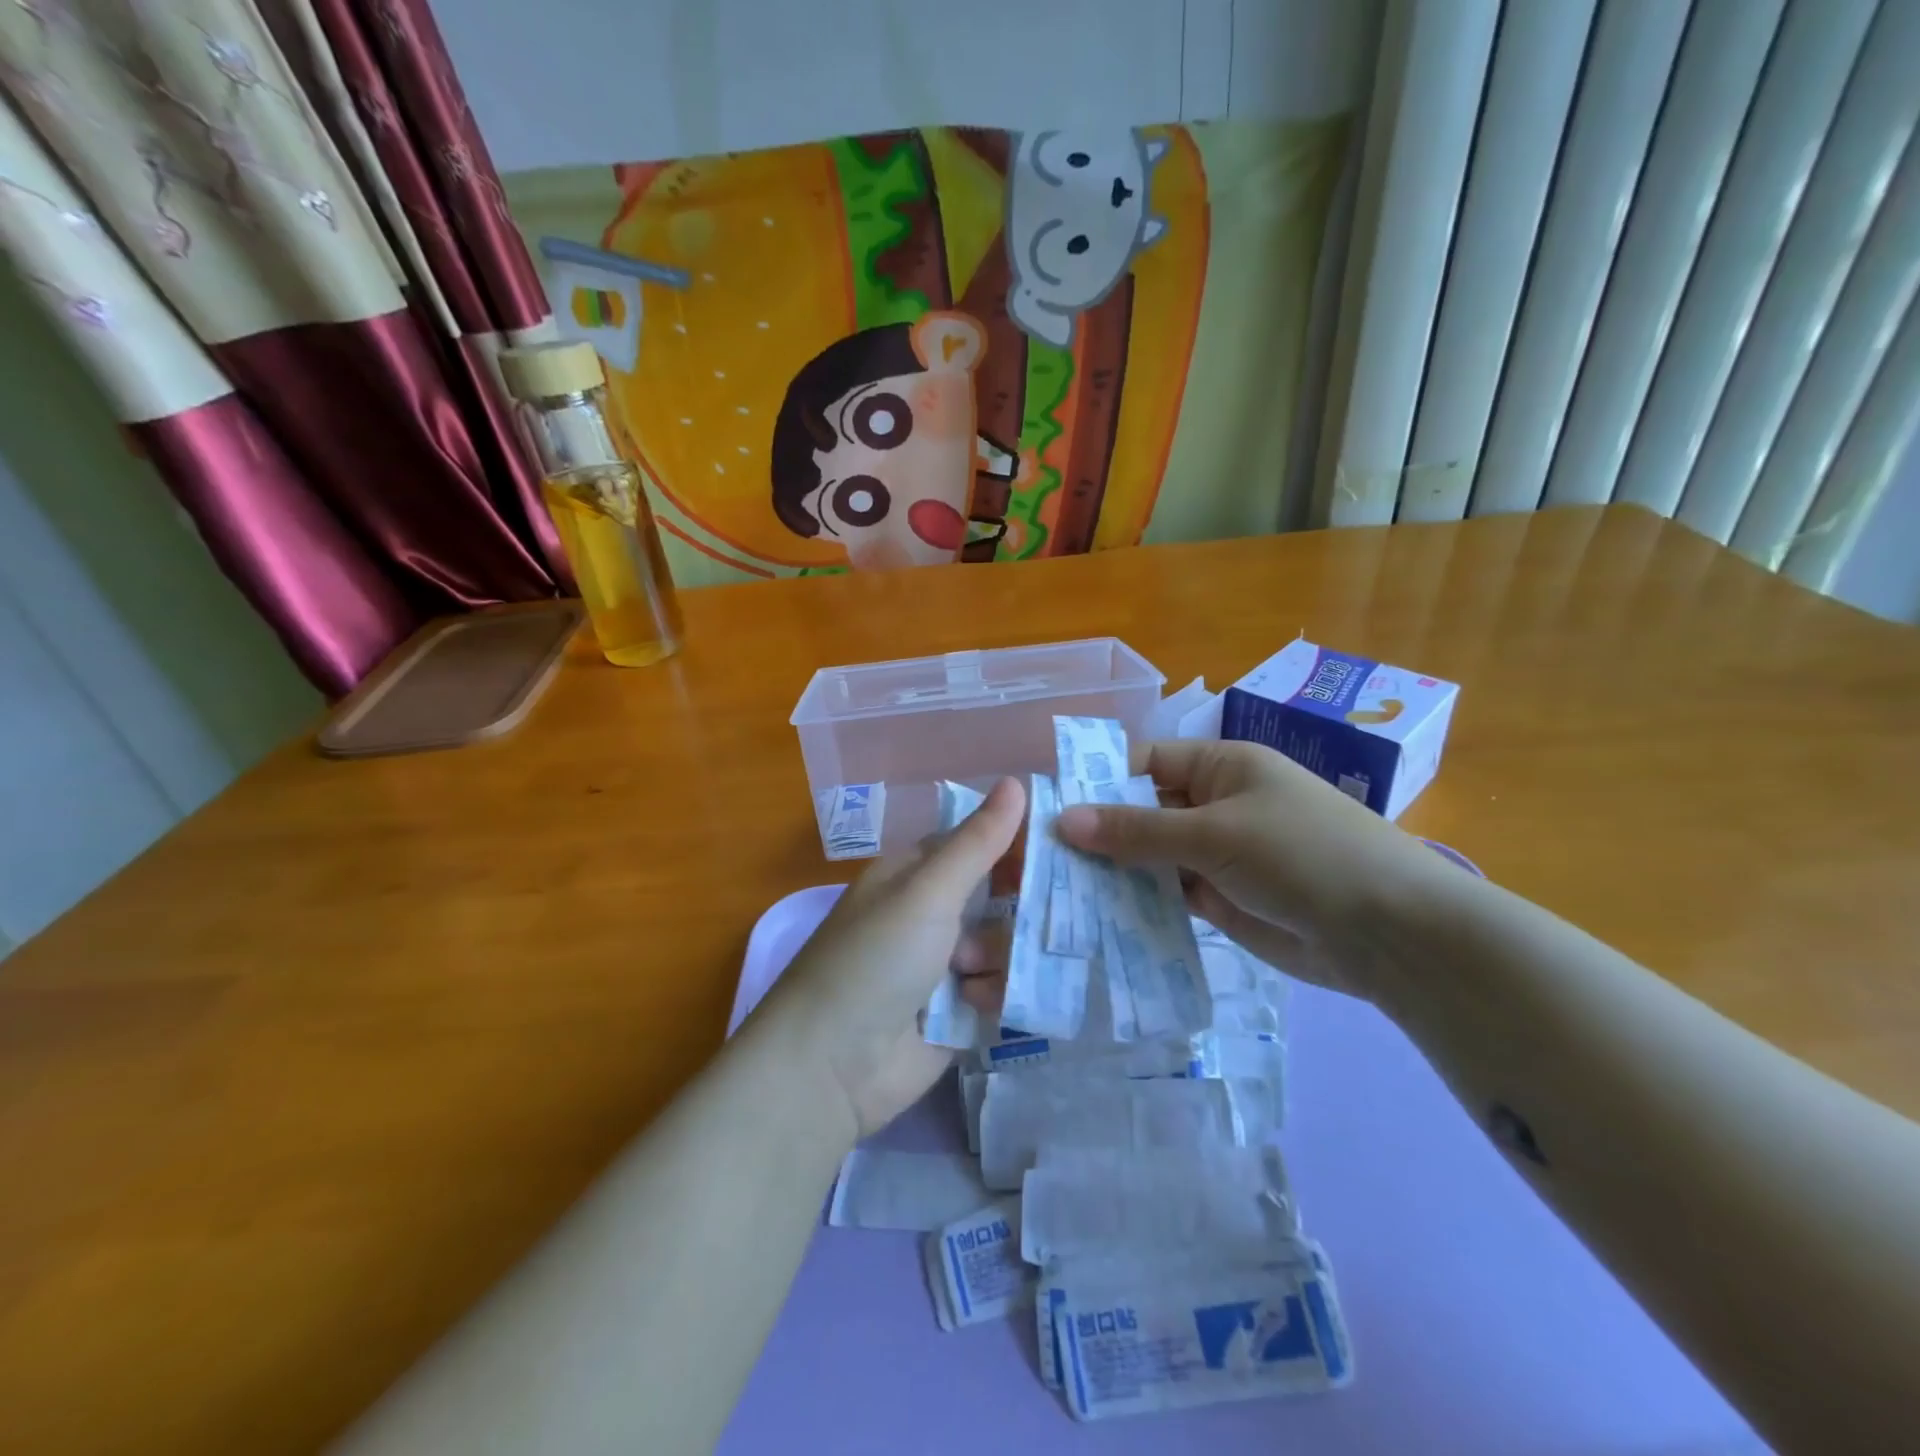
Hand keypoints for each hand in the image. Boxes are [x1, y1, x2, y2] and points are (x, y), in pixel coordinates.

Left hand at [753, 777, 1024, 1142]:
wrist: (833, 1065)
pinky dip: (994, 993)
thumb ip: (977, 842)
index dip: (1017, 841)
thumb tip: (1016, 780)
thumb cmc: (876, 959)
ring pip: (1007, 942)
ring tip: (972, 972)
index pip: (979, 842)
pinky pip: (1001, 988)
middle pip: (1000, 894)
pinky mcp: (959, 1010)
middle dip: (1021, 904)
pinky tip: (975, 1005)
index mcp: (916, 874)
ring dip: (1000, 955)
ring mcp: (945, 964)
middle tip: (1051, 909)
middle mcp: (932, 913)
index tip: (1061, 844)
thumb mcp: (927, 892)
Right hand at [1053, 739, 1449, 1000]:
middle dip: (1098, 832)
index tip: (1047, 807)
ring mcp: (1217, 855)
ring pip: (1151, 857)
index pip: (1144, 763)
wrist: (1389, 932)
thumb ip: (1137, 830)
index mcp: (1220, 767)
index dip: (1098, 780)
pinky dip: (1138, 903)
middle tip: (1040, 859)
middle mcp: (1214, 805)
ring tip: (1056, 892)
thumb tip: (1063, 820)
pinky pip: (1168, 895)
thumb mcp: (1214, 833)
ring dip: (1113, 871)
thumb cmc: (1301, 854)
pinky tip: (1096, 917)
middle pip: (1142, 811)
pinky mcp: (1220, 900)